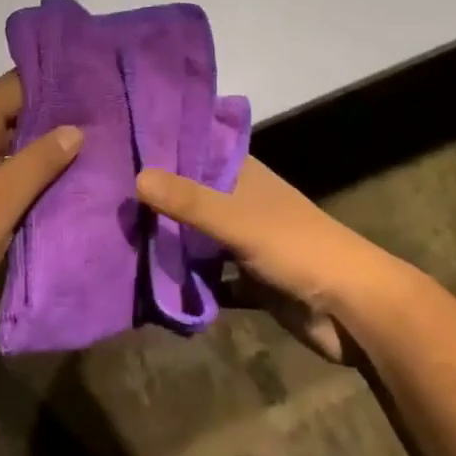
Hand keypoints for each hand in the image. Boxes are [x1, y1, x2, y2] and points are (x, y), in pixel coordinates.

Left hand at [0, 72, 81, 336]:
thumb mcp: (1, 201)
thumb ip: (40, 161)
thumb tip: (75, 128)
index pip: (15, 84)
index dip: (54, 82)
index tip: (93, 85)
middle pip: (9, 110)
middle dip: (52, 115)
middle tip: (100, 120)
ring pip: (2, 141)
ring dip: (37, 145)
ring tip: (86, 148)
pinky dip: (19, 169)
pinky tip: (47, 183)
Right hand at [137, 156, 404, 361]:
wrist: (353, 309)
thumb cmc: (295, 246)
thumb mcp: (237, 219)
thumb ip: (188, 201)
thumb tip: (136, 177)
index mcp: (241, 173)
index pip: (193, 149)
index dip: (159, 148)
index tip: (115, 146)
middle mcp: (240, 200)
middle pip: (190, 195)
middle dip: (156, 200)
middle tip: (102, 198)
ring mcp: (245, 241)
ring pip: (197, 238)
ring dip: (169, 243)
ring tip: (116, 239)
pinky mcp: (250, 280)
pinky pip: (210, 278)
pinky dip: (189, 283)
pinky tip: (151, 287)